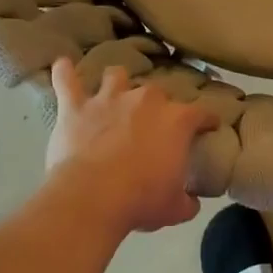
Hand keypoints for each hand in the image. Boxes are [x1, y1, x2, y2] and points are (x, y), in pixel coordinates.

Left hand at [45, 60, 216, 233]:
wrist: (93, 198)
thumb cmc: (141, 200)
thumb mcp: (175, 208)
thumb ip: (187, 200)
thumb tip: (191, 200)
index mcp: (177, 121)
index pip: (201, 113)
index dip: (207, 120)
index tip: (209, 126)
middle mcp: (145, 101)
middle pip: (158, 92)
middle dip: (159, 105)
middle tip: (155, 122)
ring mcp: (108, 100)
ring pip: (116, 76)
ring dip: (117, 82)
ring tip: (115, 90)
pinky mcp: (76, 107)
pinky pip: (66, 81)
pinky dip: (64, 72)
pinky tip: (62, 65)